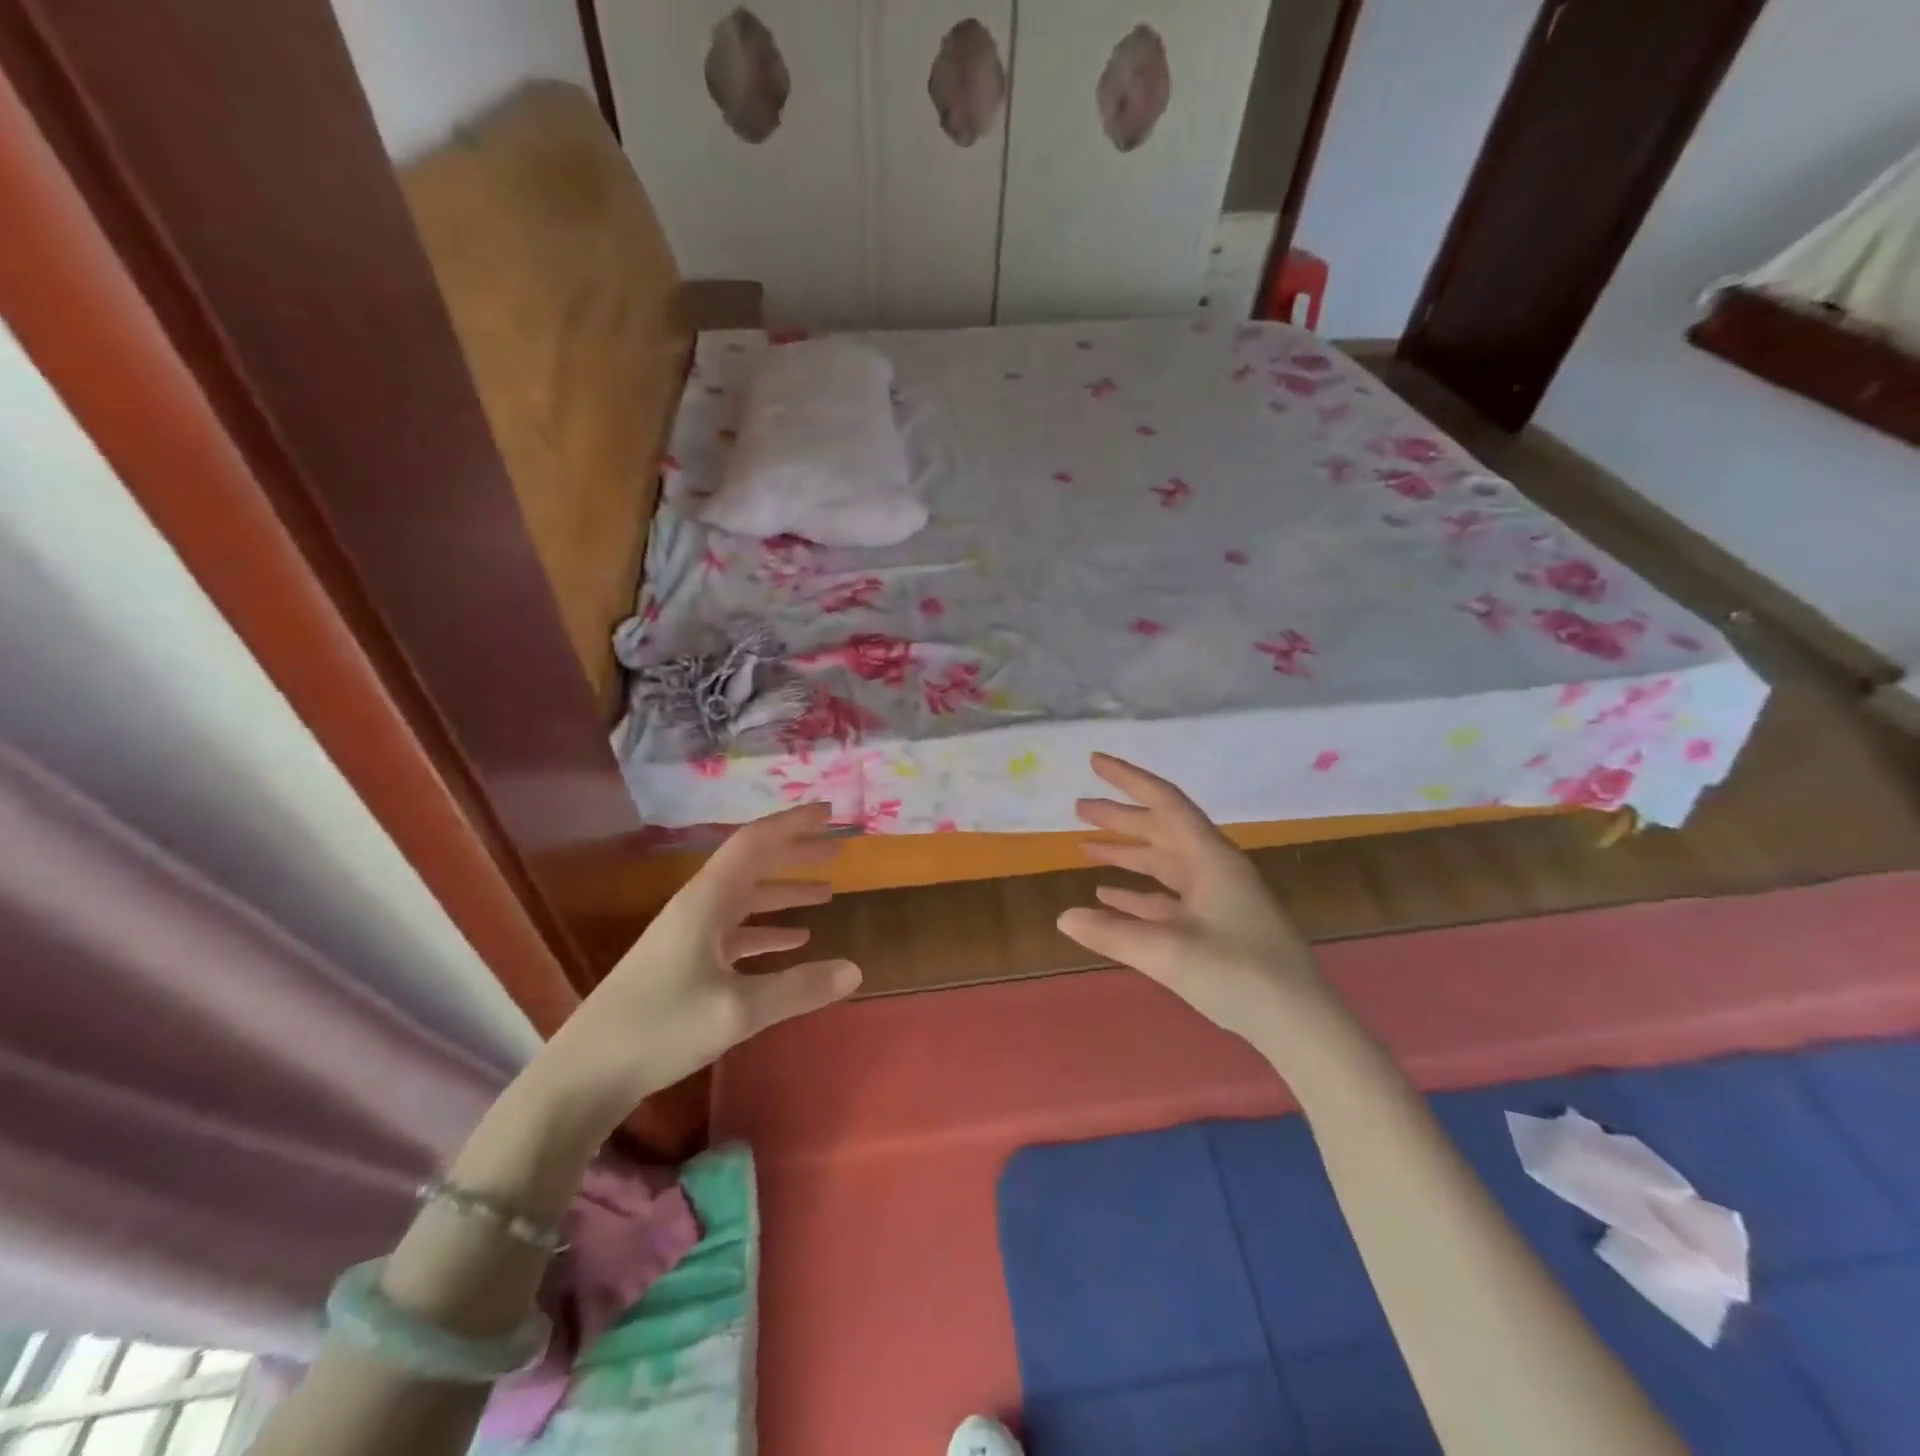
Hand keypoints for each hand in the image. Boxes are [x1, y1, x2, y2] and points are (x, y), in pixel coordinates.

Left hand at [530, 802, 860, 1133]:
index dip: (793, 824)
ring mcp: (688, 936)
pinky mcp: (683, 964)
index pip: (755, 843)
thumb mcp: (738, 1011)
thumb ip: (798, 988)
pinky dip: (767, 931)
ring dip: (785, 893)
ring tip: (827, 894)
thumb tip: (856, 969)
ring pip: (746, 900)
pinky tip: (793, 943)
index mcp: (707, 901)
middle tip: (838, 849)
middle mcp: (698, 908)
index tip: (829, 813)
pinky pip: (736, 933)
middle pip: (753, 866)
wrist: (585, 1073)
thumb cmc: (660, 1028)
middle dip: (796, 854)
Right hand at [1058, 753, 1329, 1052]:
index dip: (1128, 779)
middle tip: (1078, 808)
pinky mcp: (1216, 926)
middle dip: (1119, 818)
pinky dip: (1138, 892)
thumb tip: (1063, 917)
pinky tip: (1109, 895)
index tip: (1094, 762)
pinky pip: (1168, 897)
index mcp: (1211, 859)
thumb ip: (1113, 933)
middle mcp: (1214, 869)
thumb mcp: (1169, 952)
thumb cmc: (1239, 974)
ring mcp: (1217, 898)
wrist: (1300, 1024)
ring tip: (1085, 846)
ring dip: (1126, 853)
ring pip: (1163, 863)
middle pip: (1161, 830)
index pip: (1165, 803)